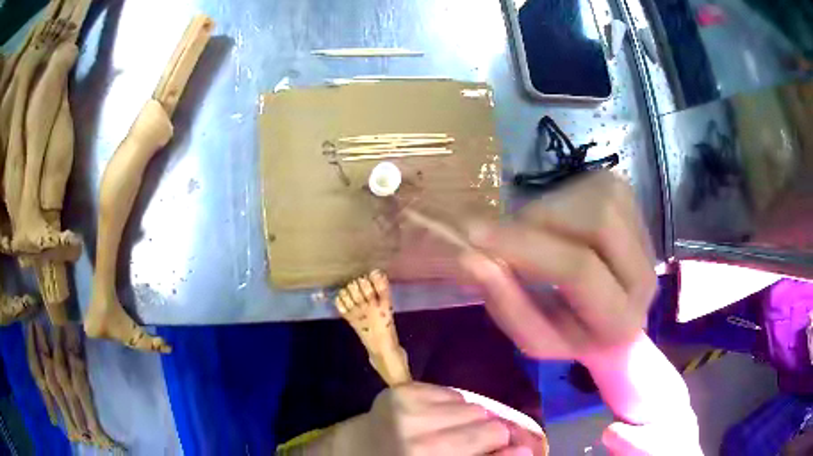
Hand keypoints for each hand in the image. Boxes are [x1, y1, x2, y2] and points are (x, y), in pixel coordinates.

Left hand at [335, 383, 531, 455]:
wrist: (361, 448)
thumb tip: (527, 450)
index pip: (493, 446)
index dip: (505, 449)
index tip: (512, 450)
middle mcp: (420, 443)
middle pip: (491, 426)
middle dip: (488, 434)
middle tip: (468, 443)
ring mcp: (408, 413)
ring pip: (474, 407)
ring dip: (468, 418)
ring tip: (447, 430)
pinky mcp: (401, 392)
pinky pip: (452, 392)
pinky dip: (450, 405)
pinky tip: (433, 416)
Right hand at [460, 171, 655, 360]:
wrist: (605, 310)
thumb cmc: (568, 330)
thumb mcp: (533, 334)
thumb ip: (506, 303)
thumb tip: (472, 258)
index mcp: (621, 322)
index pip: (579, 271)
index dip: (527, 248)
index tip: (476, 235)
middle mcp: (645, 277)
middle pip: (598, 223)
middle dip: (539, 222)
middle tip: (499, 232)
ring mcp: (645, 232)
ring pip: (595, 200)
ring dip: (549, 215)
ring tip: (534, 237)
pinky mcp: (633, 203)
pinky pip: (591, 189)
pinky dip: (560, 204)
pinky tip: (558, 226)